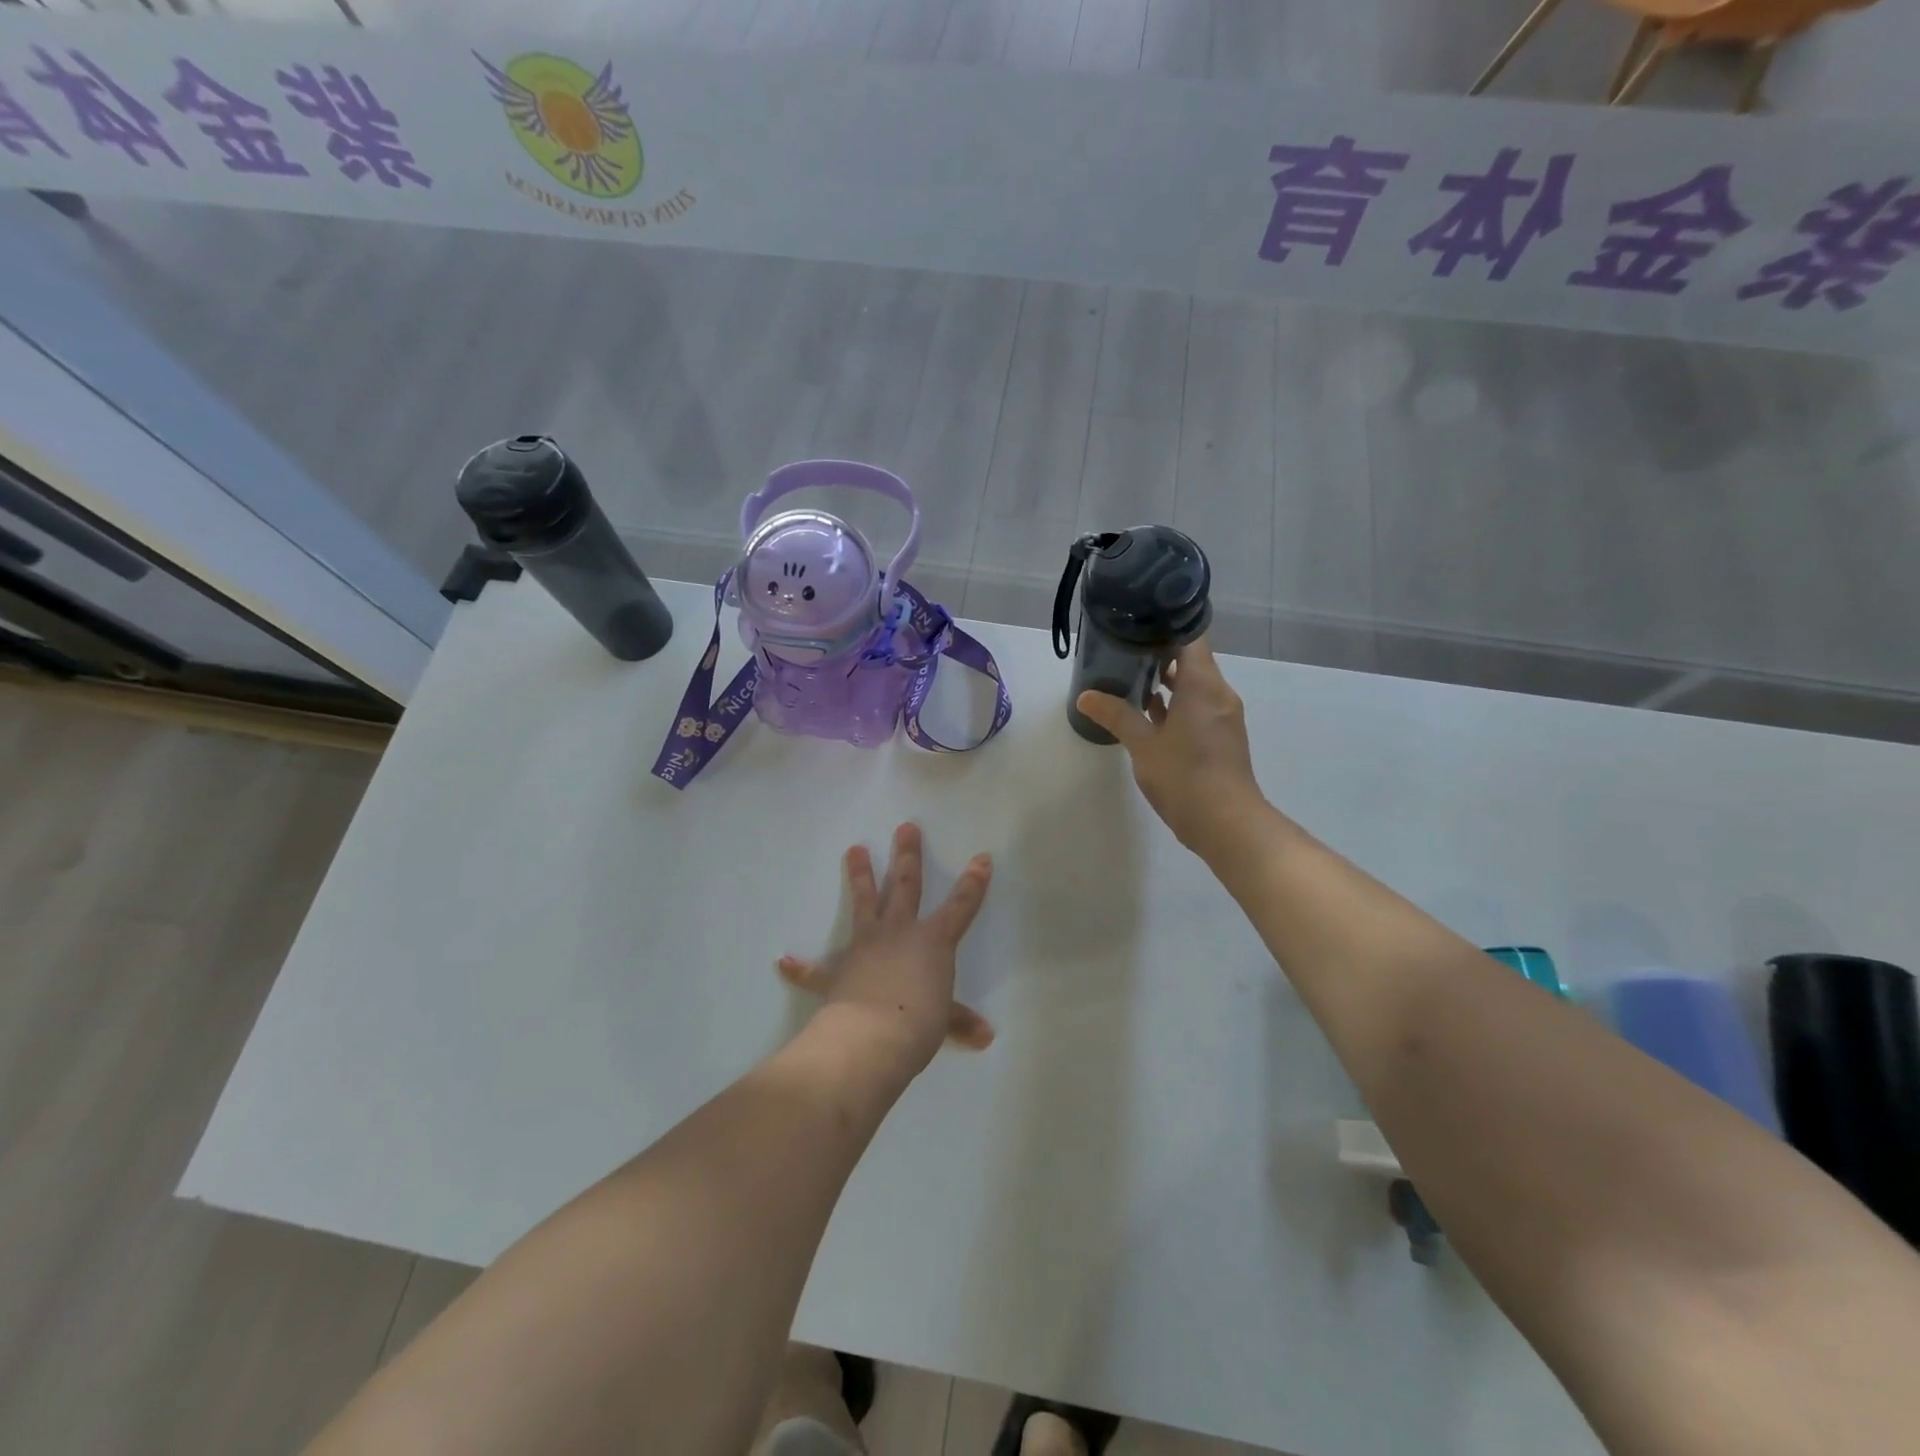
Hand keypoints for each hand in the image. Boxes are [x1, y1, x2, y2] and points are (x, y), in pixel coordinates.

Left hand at [777, 823, 993, 1076]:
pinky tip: (783, 961)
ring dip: (859, 877)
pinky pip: (815, 970)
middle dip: (908, 856)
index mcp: (932, 942)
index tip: (982, 857)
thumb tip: (986, 1036)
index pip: (960, 906)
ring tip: (854, 848)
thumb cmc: (918, 1024)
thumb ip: (959, 1020)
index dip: (973, 883)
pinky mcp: (837, 972)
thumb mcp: (944, 1021)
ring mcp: (865, 947)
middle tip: (905, 827)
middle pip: (906, 886)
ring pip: (864, 903)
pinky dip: (799, 967)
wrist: (871, 1038)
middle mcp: (899, 933)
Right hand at [1074, 637, 1268, 860]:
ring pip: (1195, 686)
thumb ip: (1116, 716)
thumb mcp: (1143, 745)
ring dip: (1168, 681)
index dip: (1166, 626)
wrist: (1226, 823)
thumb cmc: (1184, 776)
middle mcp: (1218, 694)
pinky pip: (1198, 707)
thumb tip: (1085, 697)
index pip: (1190, 638)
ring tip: (1130, 676)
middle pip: (1192, 660)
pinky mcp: (1221, 738)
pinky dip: (1177, 704)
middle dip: (1160, 654)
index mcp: (1203, 686)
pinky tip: (1149, 712)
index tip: (1138, 623)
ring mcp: (1223, 717)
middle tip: (1124, 649)